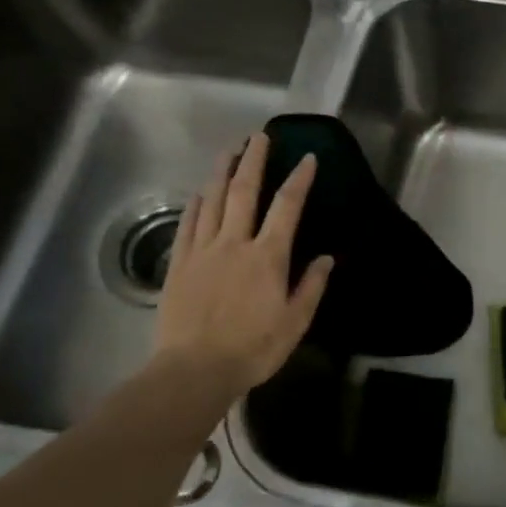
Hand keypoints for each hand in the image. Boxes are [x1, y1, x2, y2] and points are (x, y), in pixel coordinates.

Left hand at [151, 132, 332, 394]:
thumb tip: (326, 258)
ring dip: (222, 172)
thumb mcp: (295, 322)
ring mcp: (203, 250)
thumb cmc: (253, 348)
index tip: (307, 158)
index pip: (287, 207)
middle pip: (244, 191)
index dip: (299, 180)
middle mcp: (235, 243)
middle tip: (259, 136)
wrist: (194, 369)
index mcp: (268, 257)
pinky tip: (201, 192)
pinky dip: (196, 203)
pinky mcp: (179, 264)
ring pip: (213, 200)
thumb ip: (311, 286)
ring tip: (229, 150)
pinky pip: (188, 224)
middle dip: (254, 160)